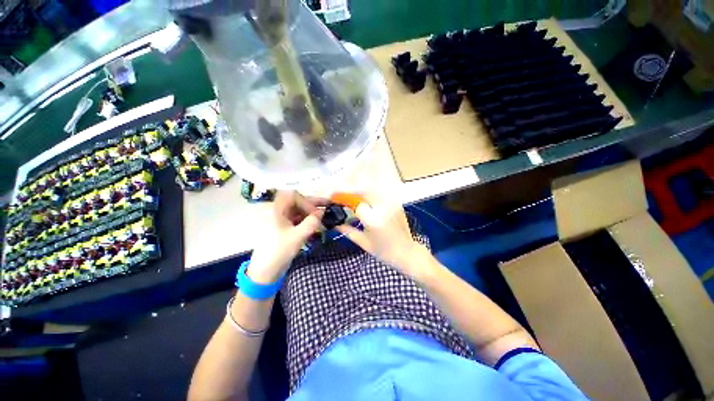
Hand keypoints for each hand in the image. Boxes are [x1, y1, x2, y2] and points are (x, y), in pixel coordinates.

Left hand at [248, 191, 325, 283]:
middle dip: (311, 205)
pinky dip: (305, 220)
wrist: (265, 271)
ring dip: (310, 213)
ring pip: (297, 210)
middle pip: (296, 201)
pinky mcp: (281, 227)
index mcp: (275, 209)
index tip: (316, 213)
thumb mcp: (298, 236)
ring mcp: (278, 219)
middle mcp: (276, 210)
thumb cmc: (279, 251)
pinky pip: (295, 218)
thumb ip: (312, 222)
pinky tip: (315, 224)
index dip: (307, 202)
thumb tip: (322, 212)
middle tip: (327, 207)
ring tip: (324, 217)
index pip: (293, 196)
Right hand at [336, 192, 423, 274]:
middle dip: (351, 193)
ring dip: (360, 192)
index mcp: (373, 220)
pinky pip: (380, 194)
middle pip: (363, 192)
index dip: (343, 198)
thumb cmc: (384, 251)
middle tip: (342, 198)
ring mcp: (391, 204)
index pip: (355, 202)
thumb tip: (335, 223)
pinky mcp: (396, 203)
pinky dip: (370, 195)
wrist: (406, 252)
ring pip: (372, 191)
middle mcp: (383, 208)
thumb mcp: (363, 243)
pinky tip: (366, 201)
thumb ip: (347, 231)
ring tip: (353, 200)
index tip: (334, 198)